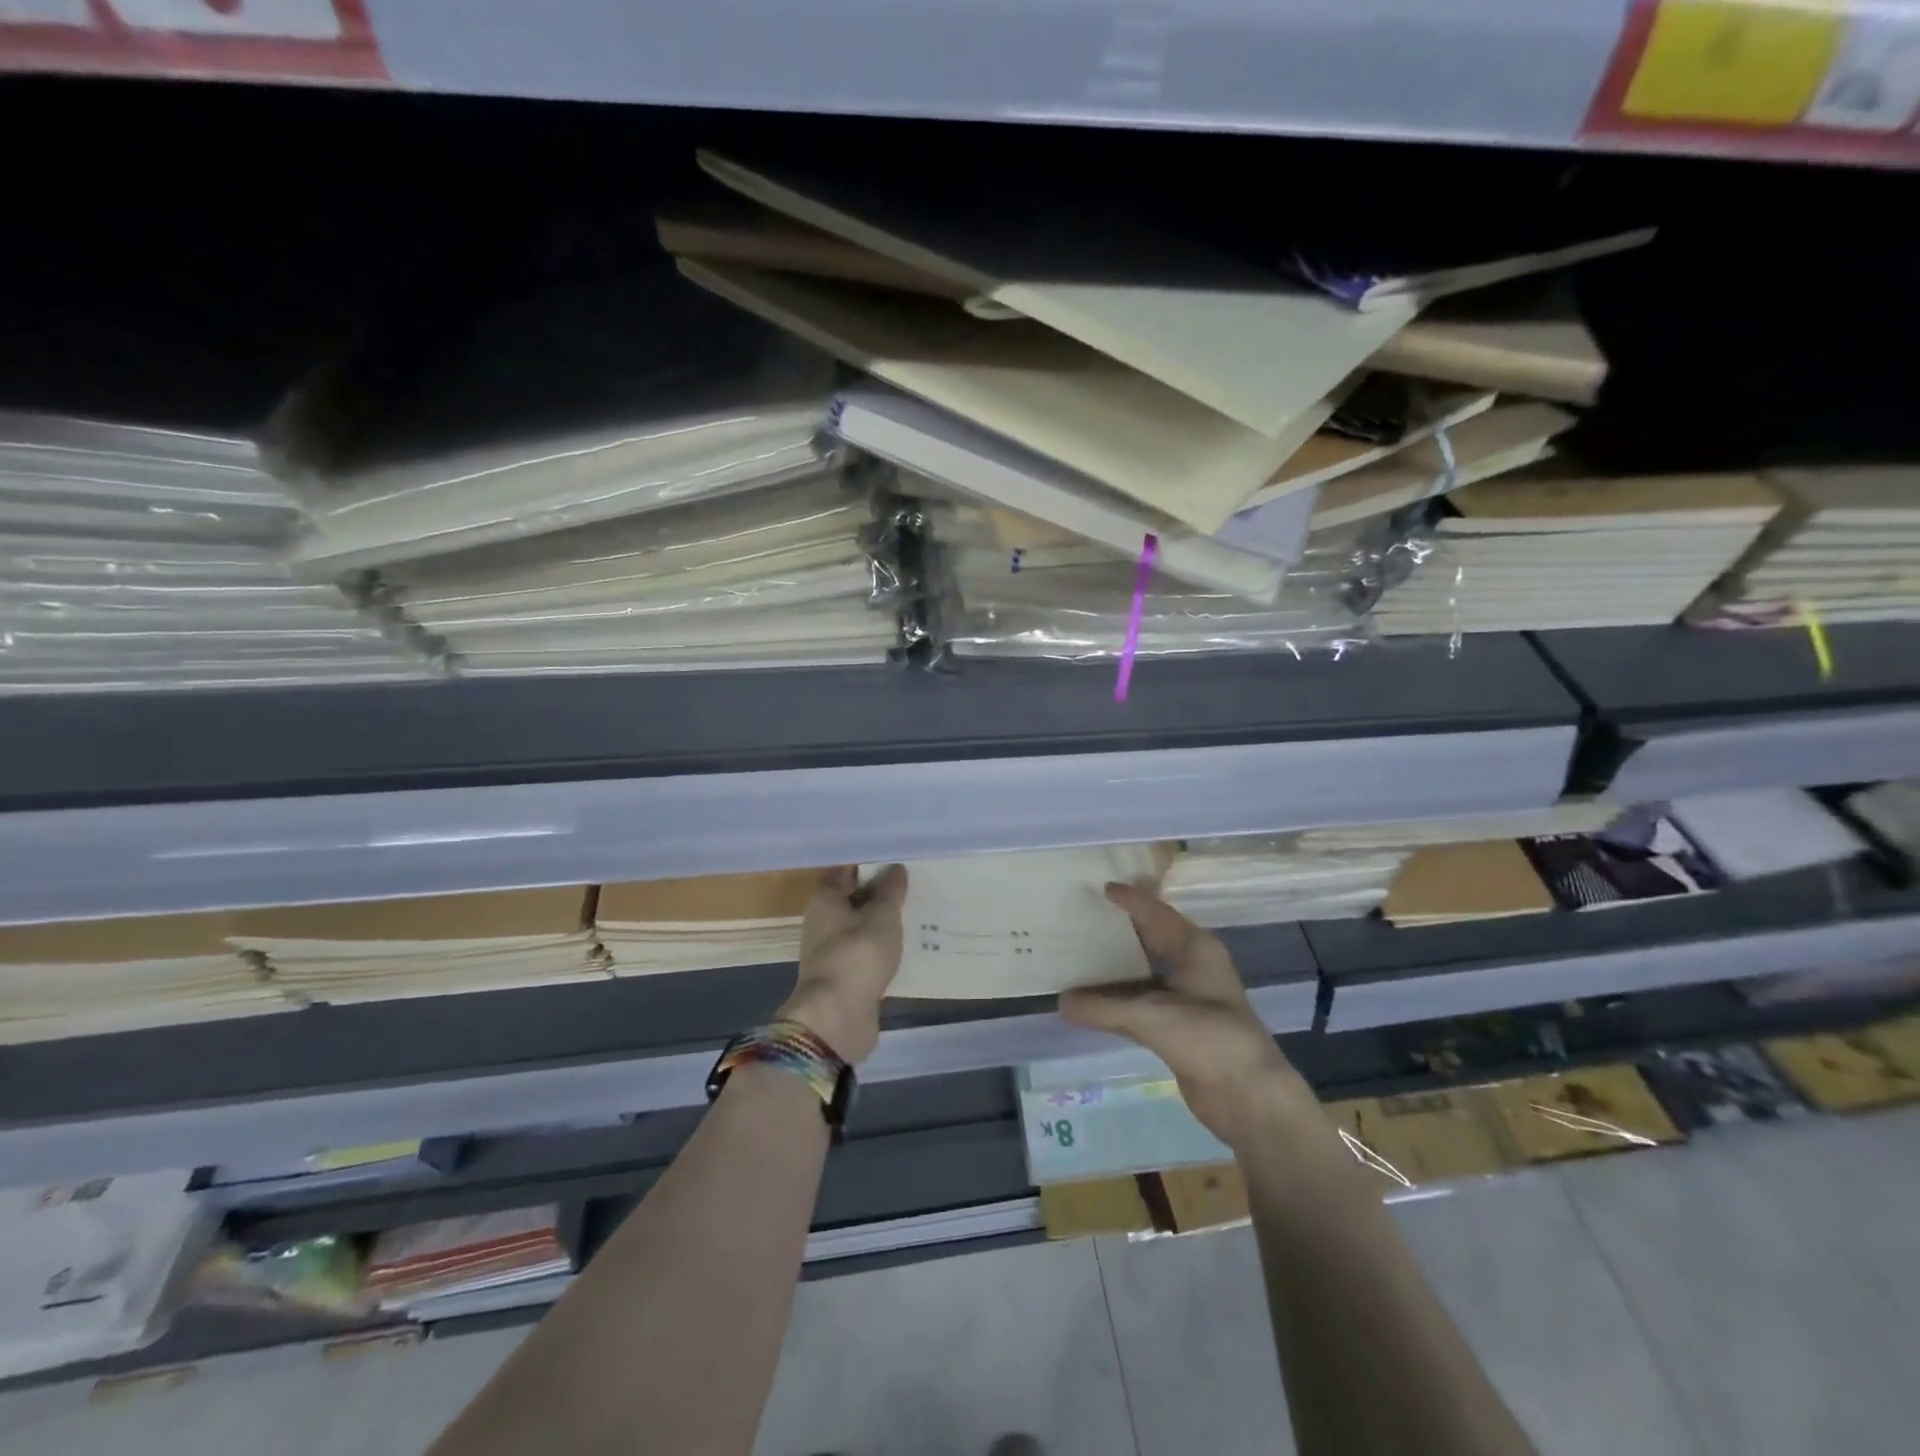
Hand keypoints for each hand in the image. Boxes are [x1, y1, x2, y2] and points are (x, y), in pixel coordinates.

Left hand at [778, 865, 907, 1064]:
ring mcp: (831, 951)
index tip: (894, 856)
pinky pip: (865, 952)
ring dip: (881, 921)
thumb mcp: (882, 916)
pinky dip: (881, 947)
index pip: (843, 870)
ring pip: (859, 926)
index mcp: (824, 899)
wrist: (837, 1017)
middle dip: (877, 891)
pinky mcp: (843, 977)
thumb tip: (895, 868)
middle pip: (851, 898)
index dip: (867, 862)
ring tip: (914, 910)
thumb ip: (890, 891)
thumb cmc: (857, 955)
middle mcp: (822, 922)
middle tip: (911, 881)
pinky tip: (905, 944)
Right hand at [1061, 882, 1318, 1149]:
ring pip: (1141, 974)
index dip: (1129, 899)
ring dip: (1112, 971)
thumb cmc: (1208, 1037)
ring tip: (1076, 957)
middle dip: (1118, 930)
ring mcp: (1186, 998)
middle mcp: (1191, 966)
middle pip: (1148, 939)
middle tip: (1081, 917)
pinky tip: (1089, 1004)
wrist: (1250, 1096)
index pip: (1155, 912)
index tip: (1099, 888)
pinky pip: (1139, 1005)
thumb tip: (1060, 1002)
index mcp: (1194, 947)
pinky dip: (1116, 1003)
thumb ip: (1103, 1008)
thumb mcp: (1152, 1016)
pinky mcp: (1178, 1028)